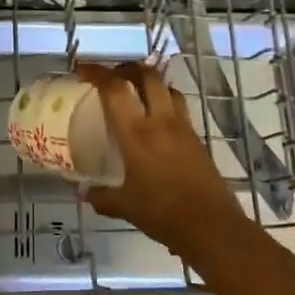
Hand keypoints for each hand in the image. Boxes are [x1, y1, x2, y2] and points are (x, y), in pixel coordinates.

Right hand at [80, 62, 252, 261]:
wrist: (212, 226)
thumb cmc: (163, 213)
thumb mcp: (125, 206)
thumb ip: (101, 197)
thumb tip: (82, 192)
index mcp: (136, 133)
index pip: (115, 89)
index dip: (97, 72)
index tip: (82, 69)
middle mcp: (161, 121)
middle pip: (147, 76)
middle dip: (128, 68)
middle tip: (112, 76)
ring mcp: (183, 127)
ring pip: (167, 88)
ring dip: (150, 82)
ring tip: (136, 91)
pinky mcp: (197, 138)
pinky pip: (179, 107)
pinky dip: (165, 102)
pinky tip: (157, 120)